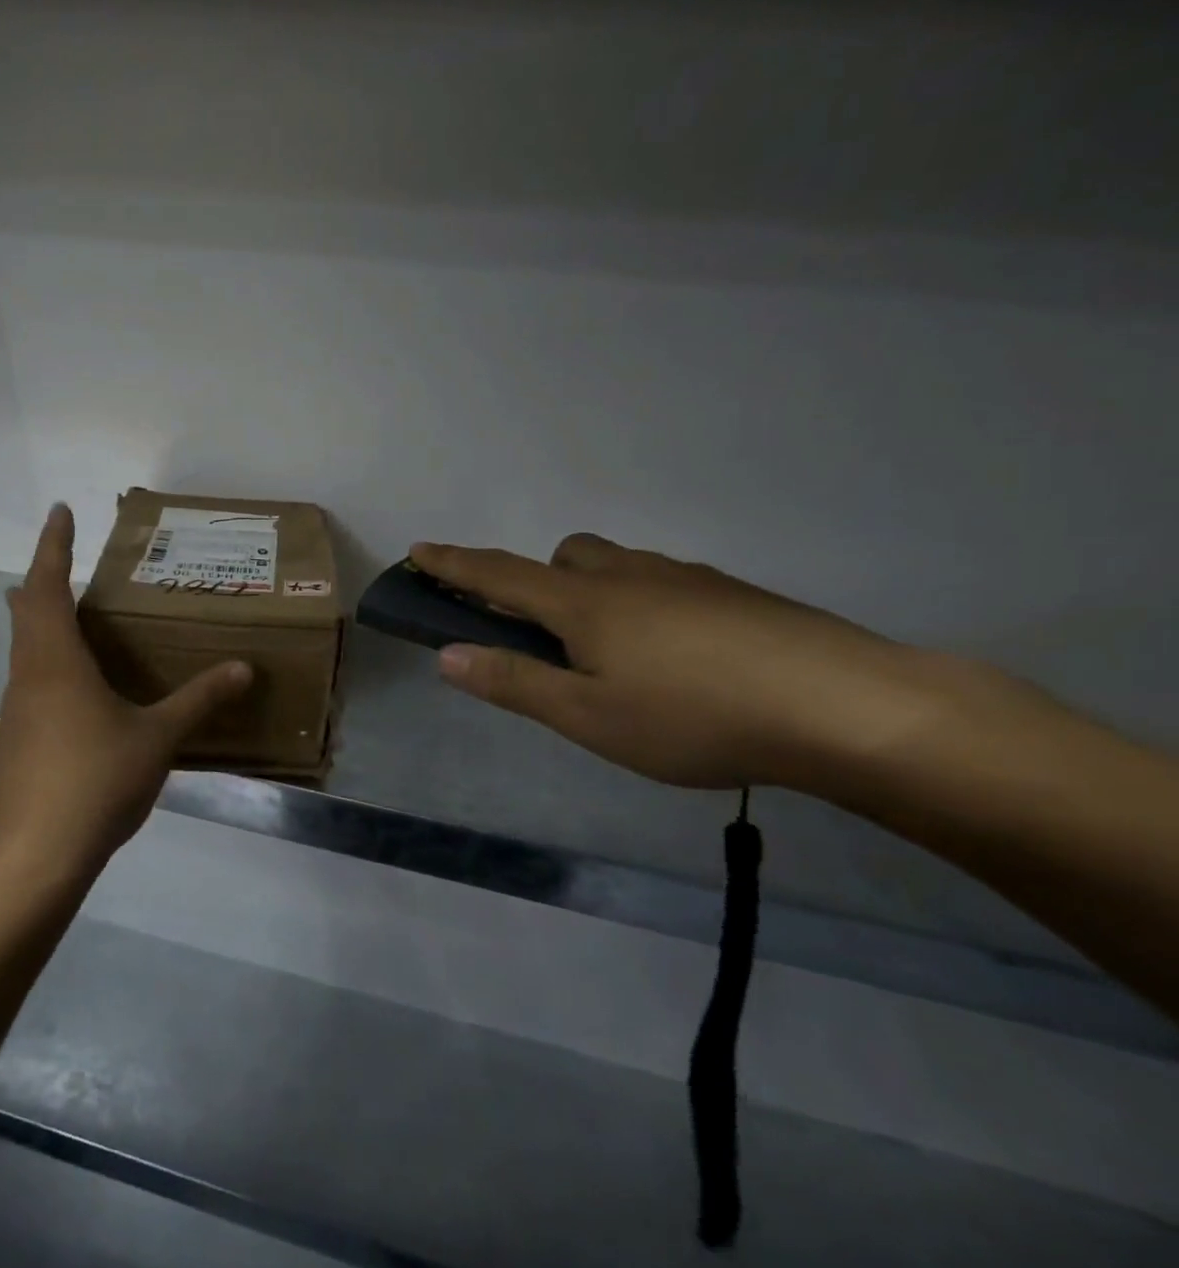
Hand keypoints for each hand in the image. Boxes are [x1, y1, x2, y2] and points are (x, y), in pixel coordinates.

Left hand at [0, 504, 252, 888]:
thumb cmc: (95, 781)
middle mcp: (28, 675)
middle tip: (67, 559)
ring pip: (24, 647)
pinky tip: (76, 685)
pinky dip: (48, 659)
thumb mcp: (157, 737)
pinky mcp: (16, 739)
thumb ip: (200, 699)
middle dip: (44, 578)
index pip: (48, 584)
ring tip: (74, 614)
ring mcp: (17, 710)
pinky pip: (30, 679)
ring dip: (42, 620)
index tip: (60, 510)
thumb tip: (245, 668)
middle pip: (26, 611)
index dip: (53, 544)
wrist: (35, 857)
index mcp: (56, 660)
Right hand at [410, 534, 946, 792]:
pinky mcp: (735, 594)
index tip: (419, 549)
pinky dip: (648, 606)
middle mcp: (629, 577)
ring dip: (596, 592)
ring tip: (619, 656)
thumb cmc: (696, 717)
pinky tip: (682, 659)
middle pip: (565, 557)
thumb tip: (446, 655)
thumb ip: (514, 684)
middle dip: (540, 580)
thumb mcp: (590, 717)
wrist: (847, 706)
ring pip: (620, 567)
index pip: (499, 576)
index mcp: (584, 605)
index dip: (454, 565)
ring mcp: (687, 579)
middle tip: (549, 634)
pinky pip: (666, 584)